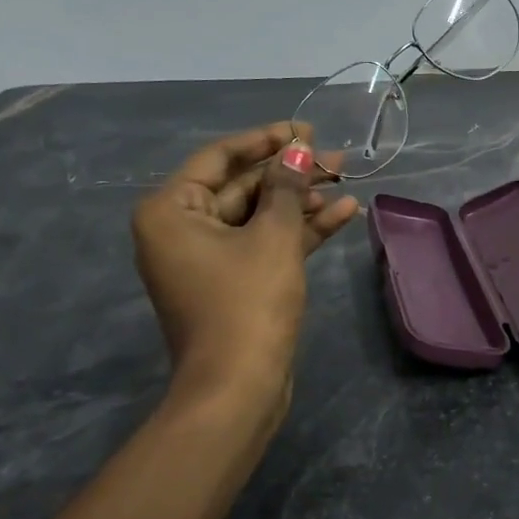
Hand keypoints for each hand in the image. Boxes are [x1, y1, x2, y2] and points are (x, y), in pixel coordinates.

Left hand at [132, 124, 358, 410]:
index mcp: (171, 210)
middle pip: (242, 187)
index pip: (220, 157)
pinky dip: (299, 231)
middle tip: (337, 158)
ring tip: (347, 181)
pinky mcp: (232, 283)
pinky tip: (343, 212)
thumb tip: (299, 149)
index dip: (266, 140)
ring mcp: (207, 260)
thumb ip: (286, 187)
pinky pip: (264, 245)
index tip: (306, 130)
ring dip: (301, 201)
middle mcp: (181, 230)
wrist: (239, 389)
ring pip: (258, 216)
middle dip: (291, 173)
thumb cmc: (248, 304)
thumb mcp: (273, 237)